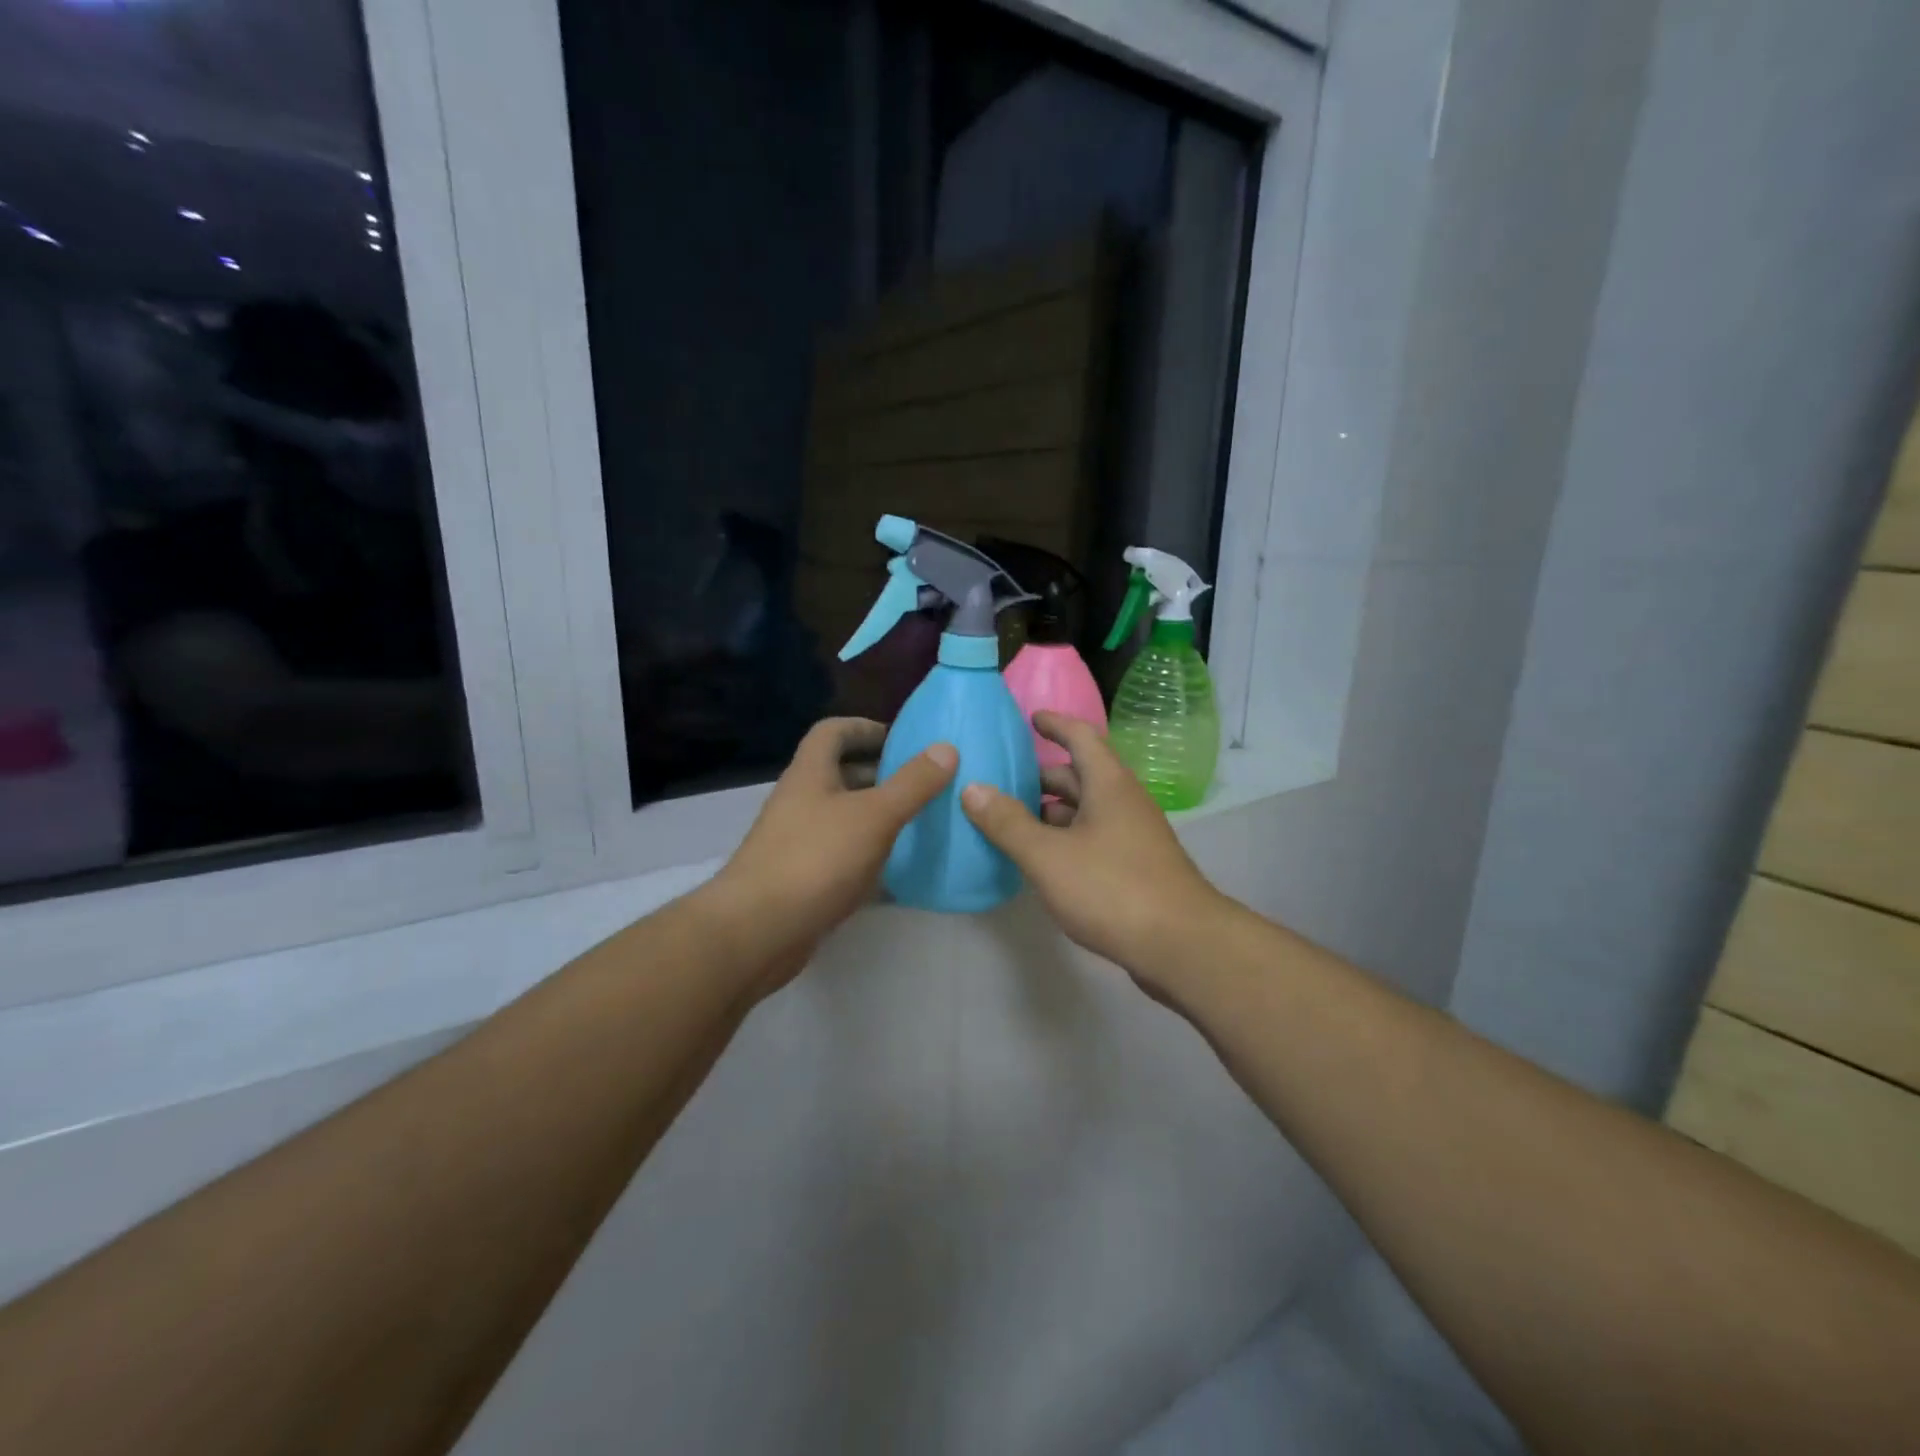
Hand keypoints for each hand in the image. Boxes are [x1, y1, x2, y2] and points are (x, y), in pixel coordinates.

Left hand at [704, 718, 955, 993]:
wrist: (758, 931)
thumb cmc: (816, 859)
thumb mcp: (874, 815)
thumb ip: (912, 783)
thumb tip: (946, 748)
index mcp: (810, 774)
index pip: (833, 732)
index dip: (866, 727)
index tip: (904, 740)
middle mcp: (801, 801)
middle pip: (840, 774)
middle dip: (881, 774)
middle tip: (924, 783)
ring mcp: (799, 842)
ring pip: (844, 817)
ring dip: (878, 816)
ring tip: (920, 821)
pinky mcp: (804, 879)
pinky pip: (843, 856)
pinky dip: (870, 856)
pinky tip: (901, 870)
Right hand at [960, 711, 1222, 990]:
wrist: (1181, 945)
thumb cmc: (1112, 888)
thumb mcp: (1048, 856)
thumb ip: (1007, 823)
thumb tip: (972, 788)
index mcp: (1108, 785)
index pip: (1081, 736)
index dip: (1055, 724)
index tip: (1029, 719)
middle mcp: (1124, 802)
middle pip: (1080, 775)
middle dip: (1042, 776)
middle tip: (1002, 780)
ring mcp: (1133, 836)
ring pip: (1086, 811)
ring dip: (1050, 811)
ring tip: (1010, 820)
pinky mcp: (1135, 868)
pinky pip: (1092, 839)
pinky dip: (1064, 839)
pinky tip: (1040, 859)